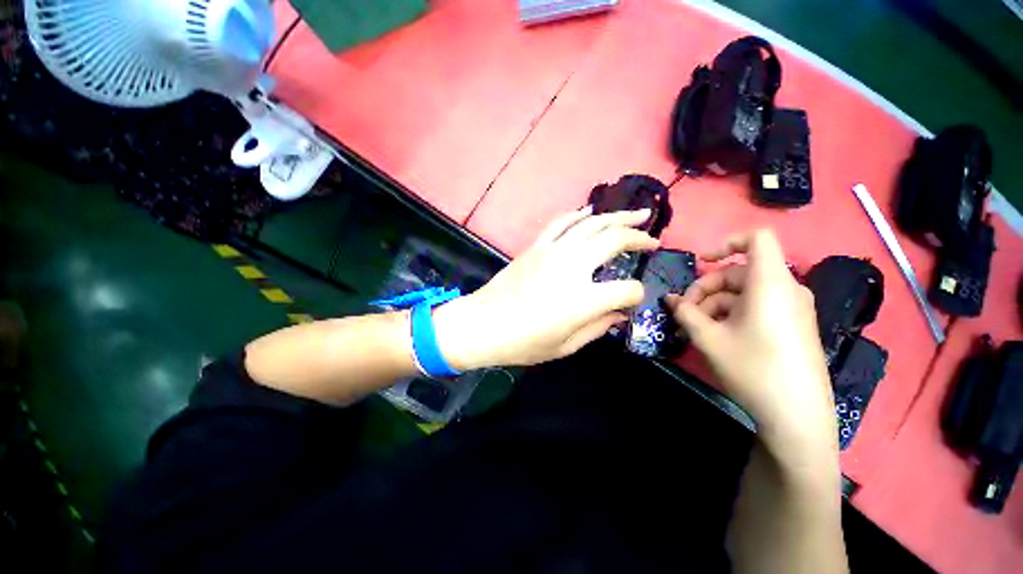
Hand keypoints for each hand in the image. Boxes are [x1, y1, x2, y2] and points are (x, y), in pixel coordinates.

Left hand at [433, 206, 659, 368]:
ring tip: (638, 214)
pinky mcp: (536, 247)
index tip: (631, 302)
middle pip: (614, 240)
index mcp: (584, 300)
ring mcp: (553, 252)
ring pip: (592, 223)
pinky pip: (562, 222)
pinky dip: (580, 214)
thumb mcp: (565, 346)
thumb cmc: (523, 343)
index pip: (627, 290)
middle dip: (639, 238)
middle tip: (653, 239)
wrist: (483, 324)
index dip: (635, 296)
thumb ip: (598, 327)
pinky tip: (591, 212)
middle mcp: (572, 268)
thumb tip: (620, 313)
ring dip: (618, 216)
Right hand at [665, 230, 837, 468]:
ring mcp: (792, 309)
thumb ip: (685, 312)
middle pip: (739, 272)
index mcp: (770, 283)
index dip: (727, 243)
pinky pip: (757, 308)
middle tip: (683, 313)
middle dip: (705, 289)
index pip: (757, 239)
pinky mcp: (792, 326)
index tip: (701, 263)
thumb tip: (670, 299)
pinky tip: (713, 336)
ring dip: (713, 306)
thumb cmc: (752, 368)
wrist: (797, 416)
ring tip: (692, 329)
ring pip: (744, 293)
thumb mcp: (708, 338)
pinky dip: (731, 315)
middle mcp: (785, 289)